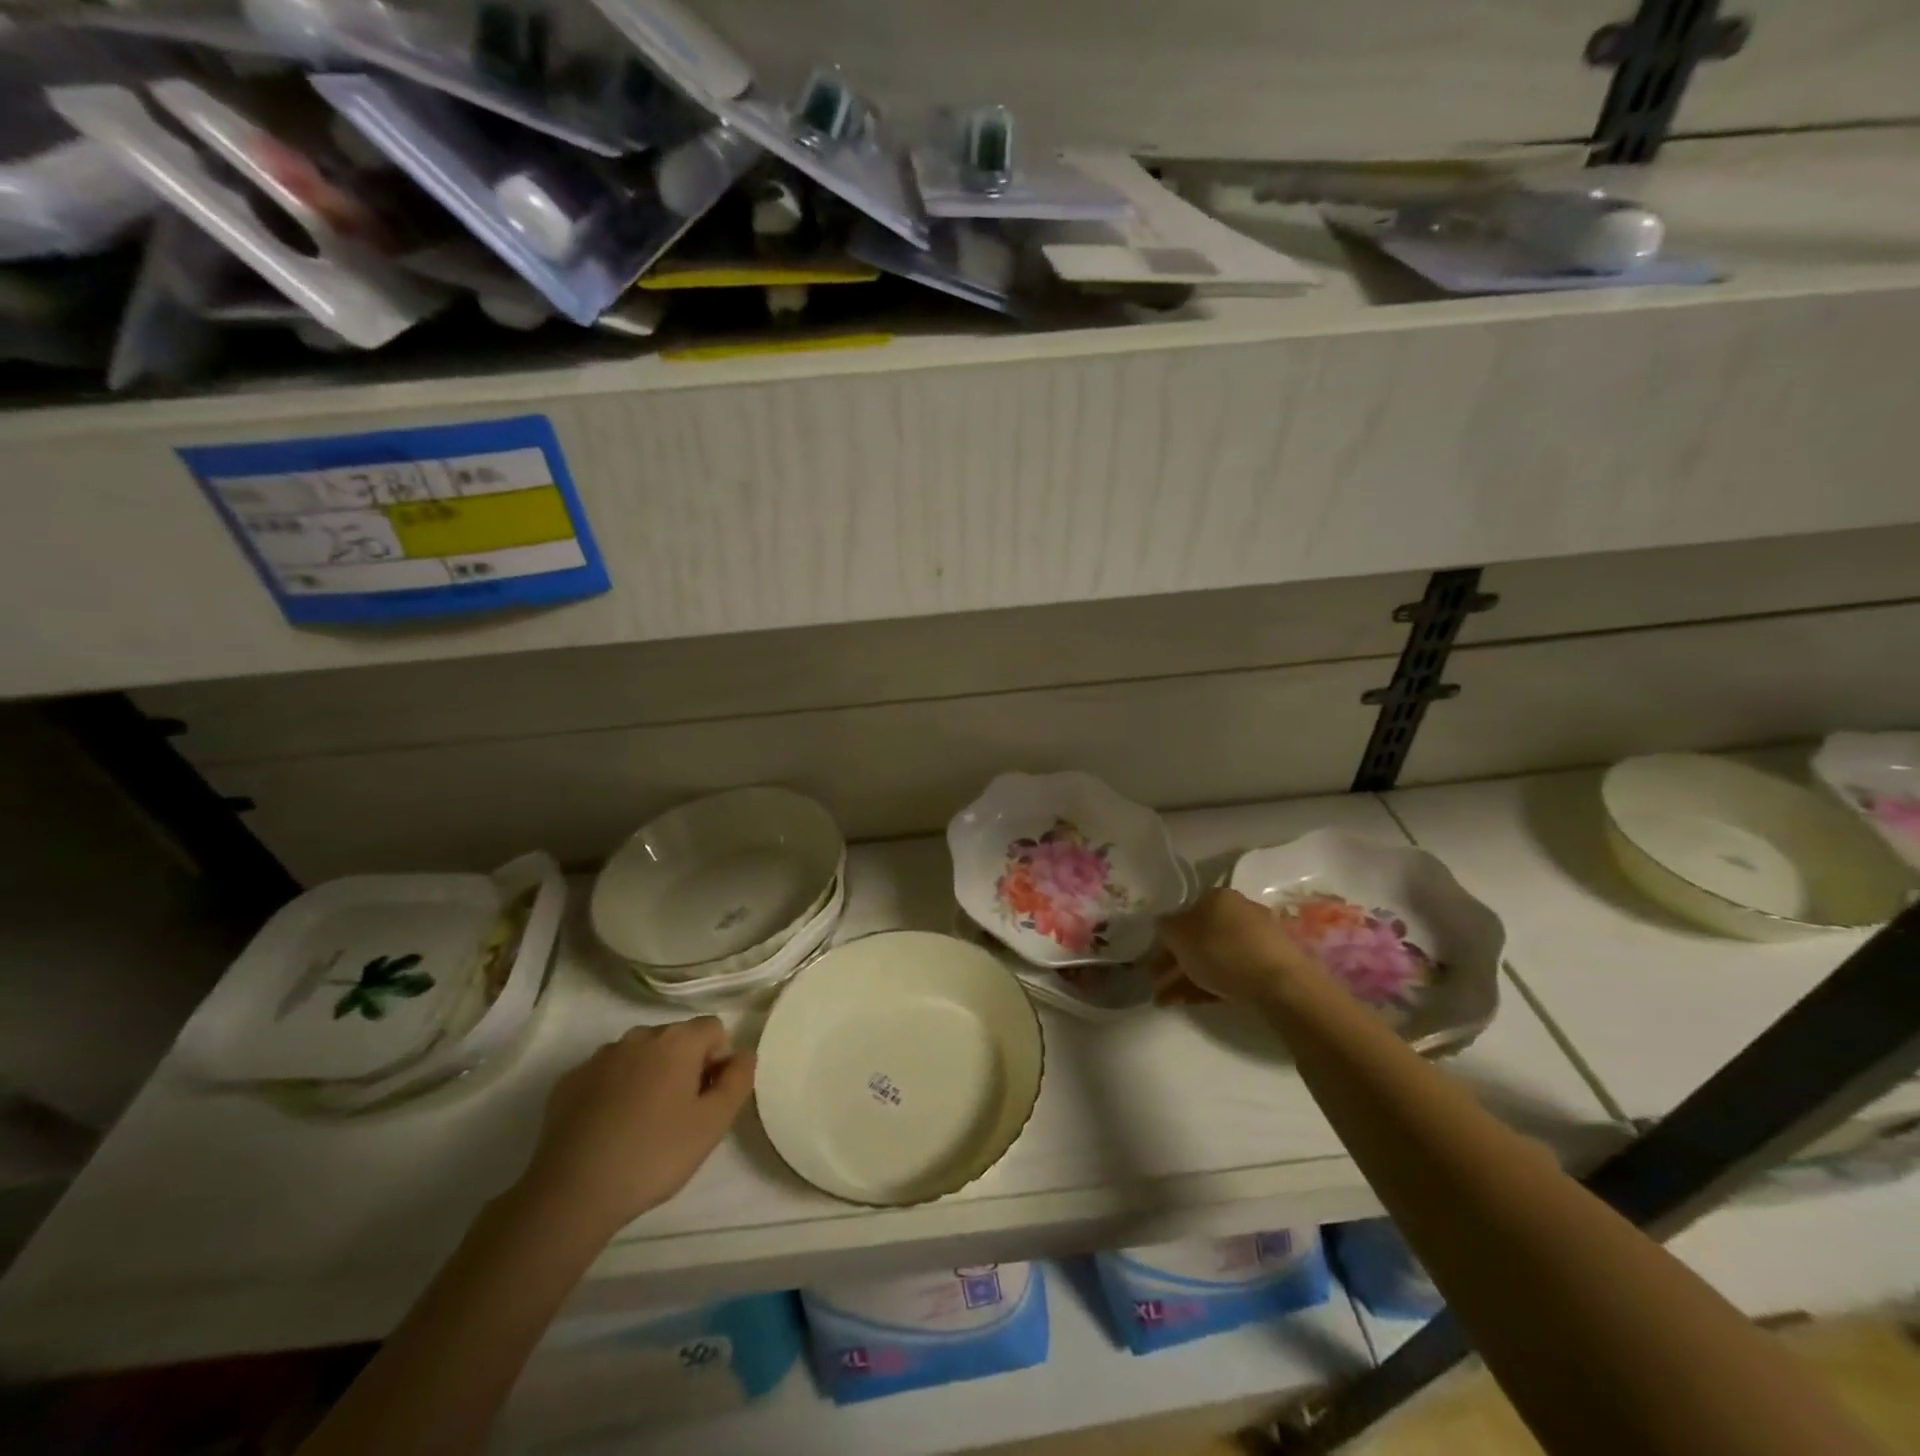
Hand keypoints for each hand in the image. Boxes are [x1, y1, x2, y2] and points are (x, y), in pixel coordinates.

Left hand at [519, 1018, 754, 1236]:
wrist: (572, 1192)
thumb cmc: (654, 1154)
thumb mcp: (714, 1123)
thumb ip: (738, 1079)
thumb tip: (744, 1054)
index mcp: (677, 1041)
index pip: (713, 1028)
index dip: (718, 1060)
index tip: (708, 1098)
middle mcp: (639, 1036)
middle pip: (676, 1039)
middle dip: (684, 1066)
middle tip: (680, 1114)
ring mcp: (600, 1056)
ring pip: (639, 1055)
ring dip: (649, 1075)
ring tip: (642, 1123)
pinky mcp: (569, 1080)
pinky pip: (606, 1074)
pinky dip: (614, 1090)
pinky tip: (609, 1127)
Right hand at [1156, 888, 1321, 1006]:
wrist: (1280, 983)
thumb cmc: (1222, 950)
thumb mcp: (1179, 935)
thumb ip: (1165, 927)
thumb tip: (1164, 925)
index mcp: (1217, 897)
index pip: (1184, 914)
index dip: (1165, 939)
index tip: (1153, 961)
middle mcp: (1239, 912)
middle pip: (1199, 938)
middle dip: (1174, 963)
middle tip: (1157, 984)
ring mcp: (1257, 940)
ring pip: (1213, 958)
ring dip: (1186, 979)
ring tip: (1167, 1001)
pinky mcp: (1269, 967)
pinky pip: (1231, 973)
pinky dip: (1209, 986)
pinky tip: (1191, 1002)